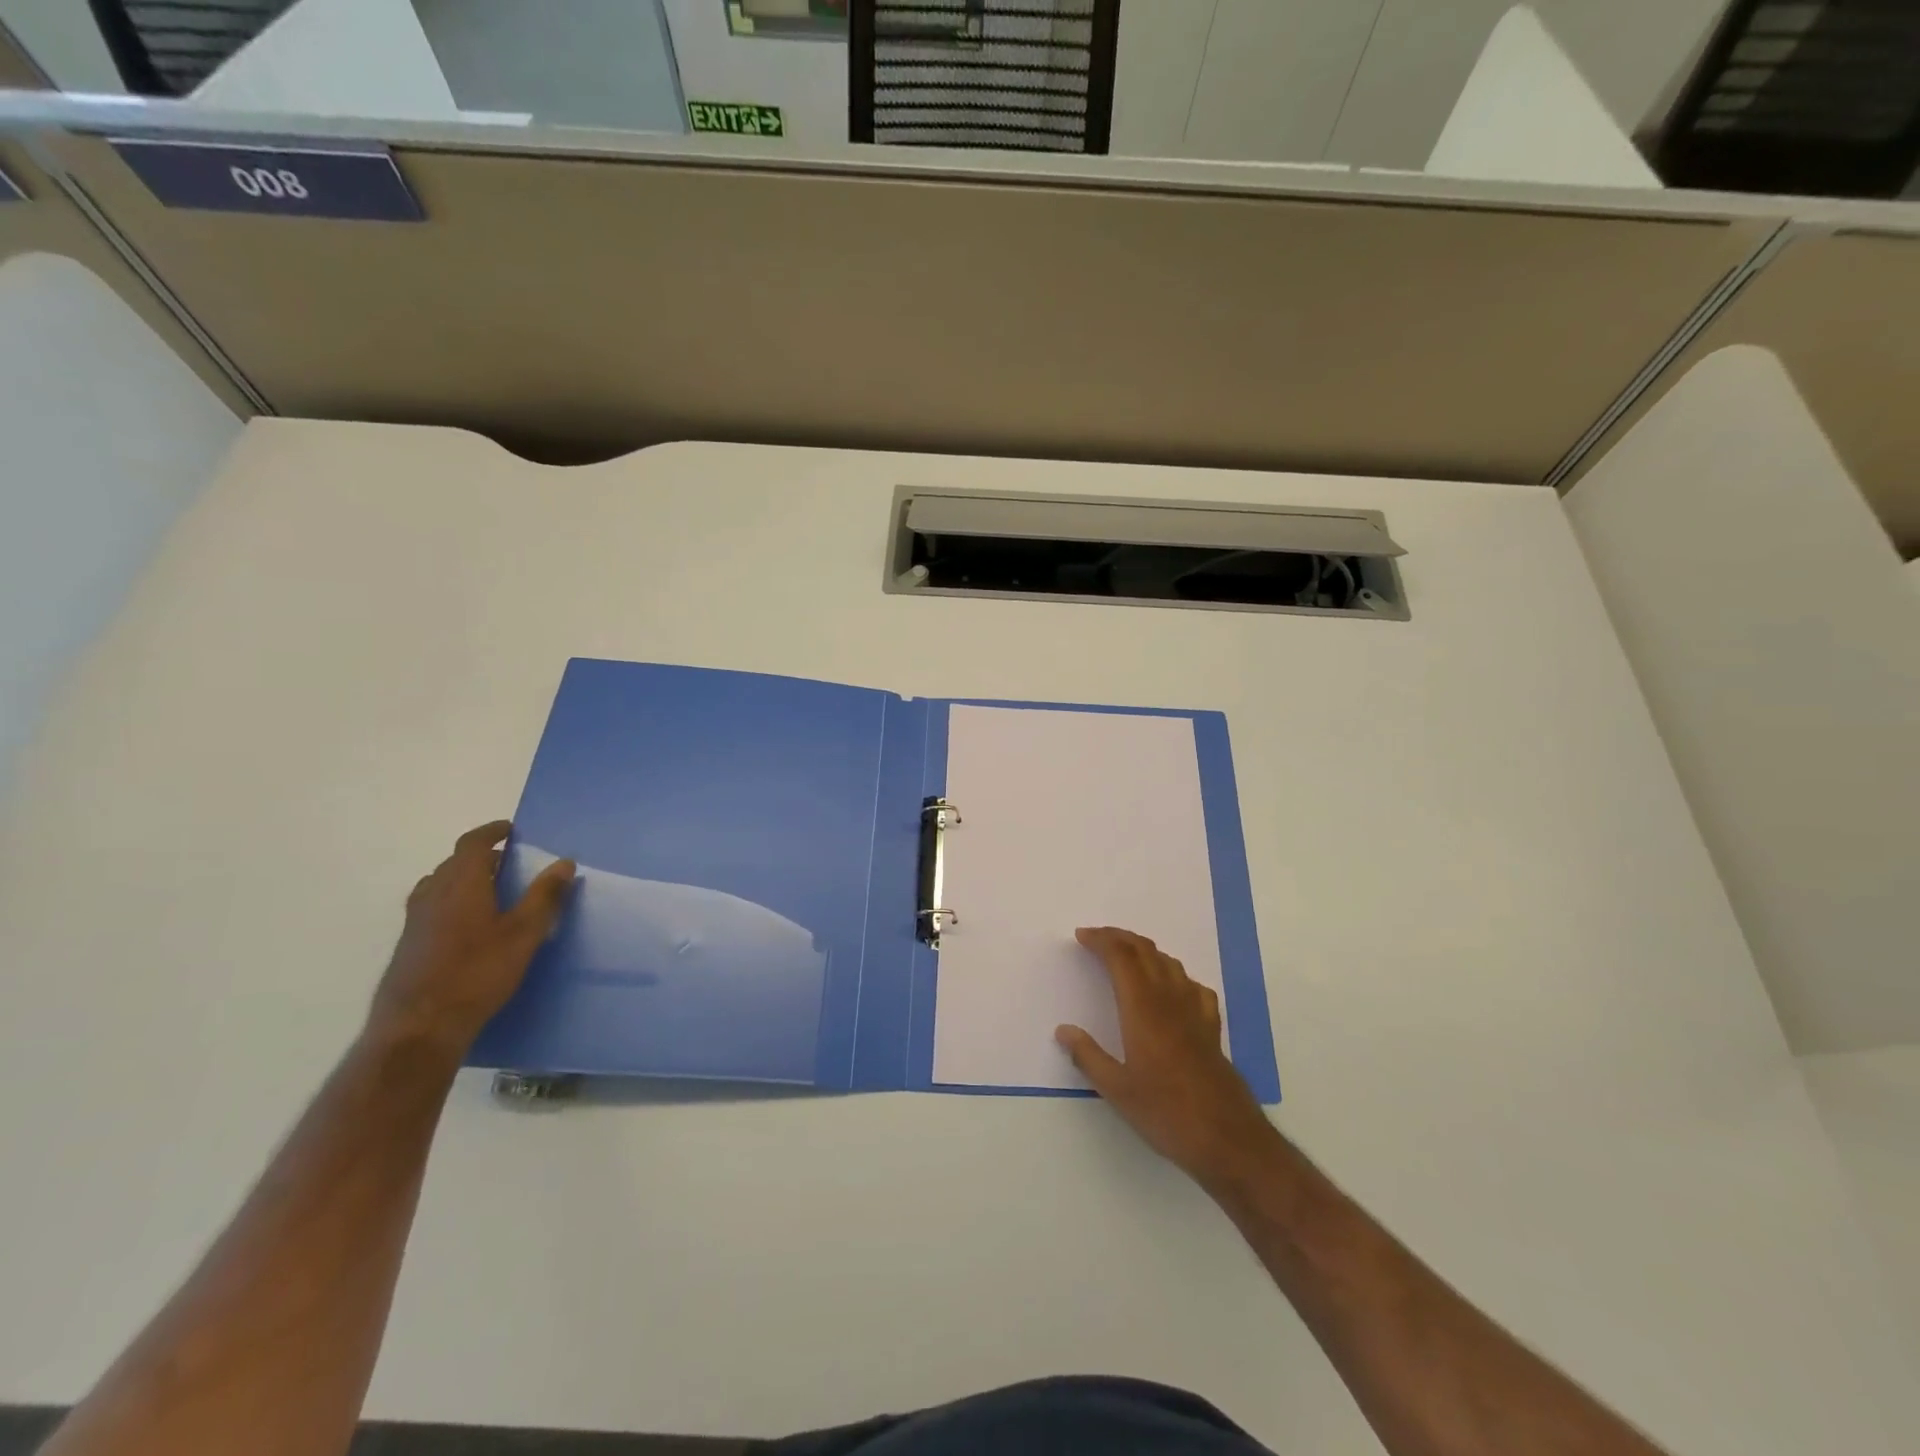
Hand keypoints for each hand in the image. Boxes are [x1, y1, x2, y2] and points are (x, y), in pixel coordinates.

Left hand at [366, 820, 576, 1054]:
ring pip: (439, 886)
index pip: (471, 844)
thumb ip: (545, 896)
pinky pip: (431, 908)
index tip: (510, 829)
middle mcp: (432, 896)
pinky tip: (469, 927)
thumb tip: (564, 862)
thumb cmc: (477, 973)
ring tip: (489, 891)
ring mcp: (415, 922)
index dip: (491, 832)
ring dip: (463, 879)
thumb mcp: (524, 934)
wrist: (419, 1028)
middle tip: (509, 864)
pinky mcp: (408, 946)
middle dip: (481, 857)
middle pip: (453, 863)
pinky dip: (452, 902)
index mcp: (460, 885)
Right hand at [1056, 927, 1275, 1186]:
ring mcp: (1195, 1011)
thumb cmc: (1167, 1113)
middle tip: (1097, 938)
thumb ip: (1088, 1056)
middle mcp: (1170, 999)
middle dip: (1120, 937)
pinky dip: (1174, 975)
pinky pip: (1192, 986)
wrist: (1229, 1140)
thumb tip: (1063, 1030)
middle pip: (1145, 951)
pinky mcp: (1212, 1028)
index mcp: (1143, 1008)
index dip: (1101, 940)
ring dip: (1145, 951)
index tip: (1081, 936)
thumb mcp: (1117, 1091)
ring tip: (1126, 957)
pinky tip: (1171, 989)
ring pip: (1169, 963)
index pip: (1121, 957)